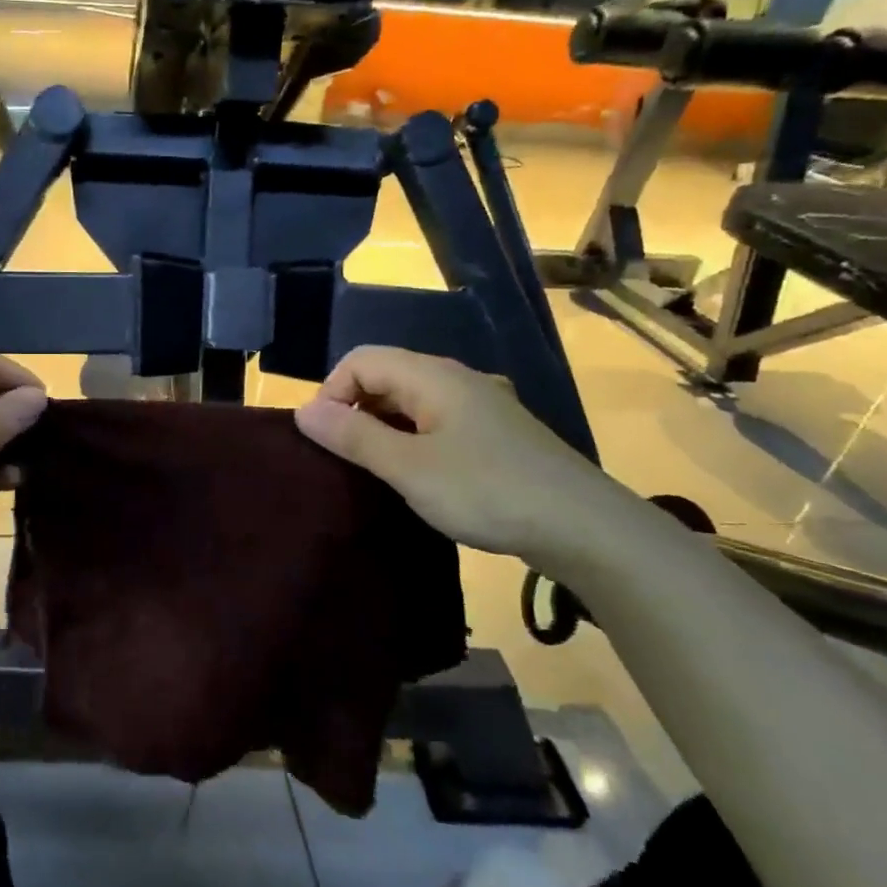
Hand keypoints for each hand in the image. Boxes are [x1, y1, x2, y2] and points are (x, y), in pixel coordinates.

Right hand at [294, 346, 615, 563]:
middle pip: (386, 375)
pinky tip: (418, 475)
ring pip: (411, 400)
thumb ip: (353, 436)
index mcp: (432, 376)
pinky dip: (412, 439)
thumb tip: (302, 411)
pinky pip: (436, 421)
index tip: (325, 440)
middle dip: (354, 409)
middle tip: (344, 459)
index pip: (360, 359)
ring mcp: (480, 405)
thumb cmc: (486, 491)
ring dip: (382, 427)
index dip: (331, 392)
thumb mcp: (408, 467)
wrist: (583, 526)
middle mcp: (456, 379)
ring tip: (375, 470)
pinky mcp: (495, 433)